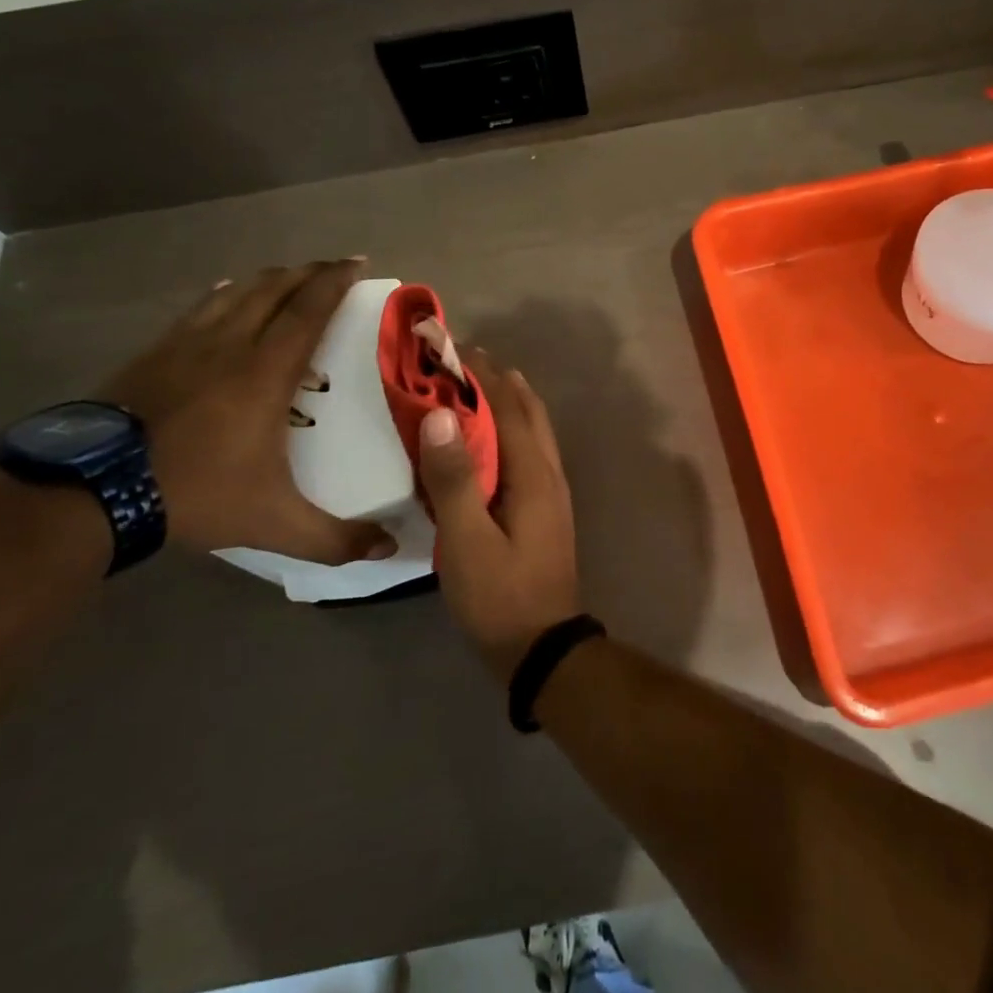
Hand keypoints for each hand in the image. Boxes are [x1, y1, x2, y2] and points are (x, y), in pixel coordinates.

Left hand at [97, 260, 393, 563]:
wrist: (91, 492)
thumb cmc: (194, 494)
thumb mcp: (273, 523)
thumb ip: (334, 538)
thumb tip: (389, 549)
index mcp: (266, 372)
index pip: (309, 310)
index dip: (336, 282)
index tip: (358, 263)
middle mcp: (231, 345)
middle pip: (276, 289)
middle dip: (310, 272)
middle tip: (335, 267)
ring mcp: (187, 344)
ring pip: (237, 293)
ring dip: (270, 279)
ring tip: (290, 277)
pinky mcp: (154, 352)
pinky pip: (200, 308)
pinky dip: (225, 294)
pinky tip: (227, 293)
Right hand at [418, 355, 579, 680]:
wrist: (543, 647)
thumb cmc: (501, 595)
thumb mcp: (468, 540)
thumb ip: (454, 478)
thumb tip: (441, 414)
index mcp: (532, 471)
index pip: (505, 404)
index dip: (479, 372)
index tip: (450, 345)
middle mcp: (548, 470)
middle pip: (526, 408)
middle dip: (496, 377)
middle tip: (460, 357)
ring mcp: (551, 488)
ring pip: (533, 427)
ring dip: (508, 398)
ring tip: (477, 382)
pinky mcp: (545, 506)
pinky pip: (529, 449)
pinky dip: (511, 426)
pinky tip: (491, 436)